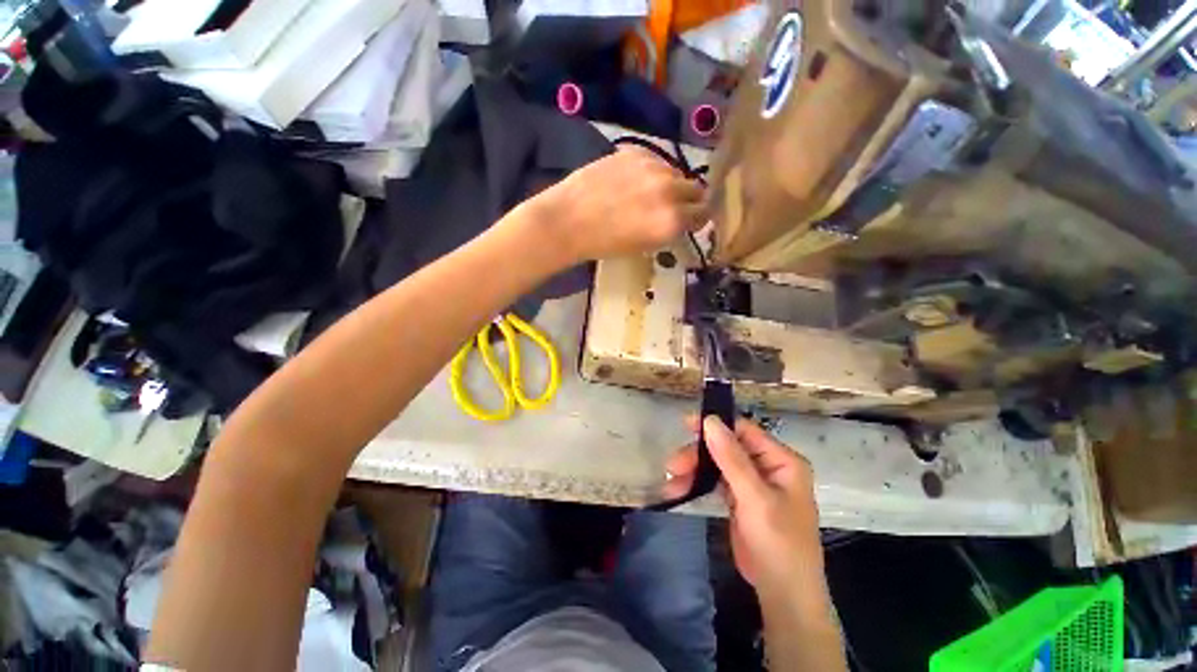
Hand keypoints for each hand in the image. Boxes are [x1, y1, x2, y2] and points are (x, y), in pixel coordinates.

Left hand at [529, 146, 706, 261]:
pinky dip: (651, 171)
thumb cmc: (604, 244)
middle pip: (696, 189)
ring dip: (670, 184)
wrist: (568, 221)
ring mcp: (653, 167)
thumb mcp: (644, 246)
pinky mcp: (635, 152)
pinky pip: (656, 161)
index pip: (703, 214)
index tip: (691, 220)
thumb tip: (681, 219)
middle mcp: (669, 192)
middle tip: (674, 207)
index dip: (697, 218)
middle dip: (689, 199)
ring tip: (650, 194)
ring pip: (676, 173)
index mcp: (672, 222)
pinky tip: (633, 181)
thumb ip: (669, 230)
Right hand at [664, 416, 822, 593]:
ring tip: (671, 481)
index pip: (744, 431)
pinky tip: (680, 489)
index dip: (716, 426)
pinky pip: (716, 482)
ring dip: (695, 470)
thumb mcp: (755, 498)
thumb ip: (732, 458)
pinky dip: (699, 484)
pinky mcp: (740, 498)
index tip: (686, 425)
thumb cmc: (777, 542)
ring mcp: (753, 483)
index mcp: (782, 460)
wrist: (782, 593)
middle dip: (699, 455)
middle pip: (727, 448)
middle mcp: (768, 466)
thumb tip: (710, 421)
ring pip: (718, 464)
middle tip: (673, 465)